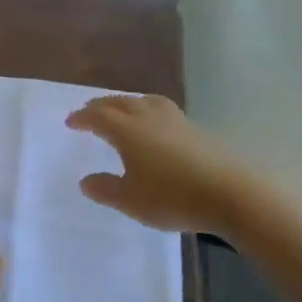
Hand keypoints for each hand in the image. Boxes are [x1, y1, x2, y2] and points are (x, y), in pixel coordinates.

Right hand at [66, 94, 236, 233]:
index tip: (71, 122)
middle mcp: (148, 117)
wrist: (230, 193)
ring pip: (143, 101)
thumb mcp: (131, 200)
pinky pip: (162, 110)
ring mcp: (175, 120)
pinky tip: (154, 126)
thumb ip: (105, 189)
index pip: (98, 116)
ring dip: (126, 103)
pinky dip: (148, 110)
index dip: (82, 117)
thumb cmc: (173, 197)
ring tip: (122, 111)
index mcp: (127, 130)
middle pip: (119, 103)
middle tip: (89, 112)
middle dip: (101, 106)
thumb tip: (85, 180)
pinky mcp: (195, 129)